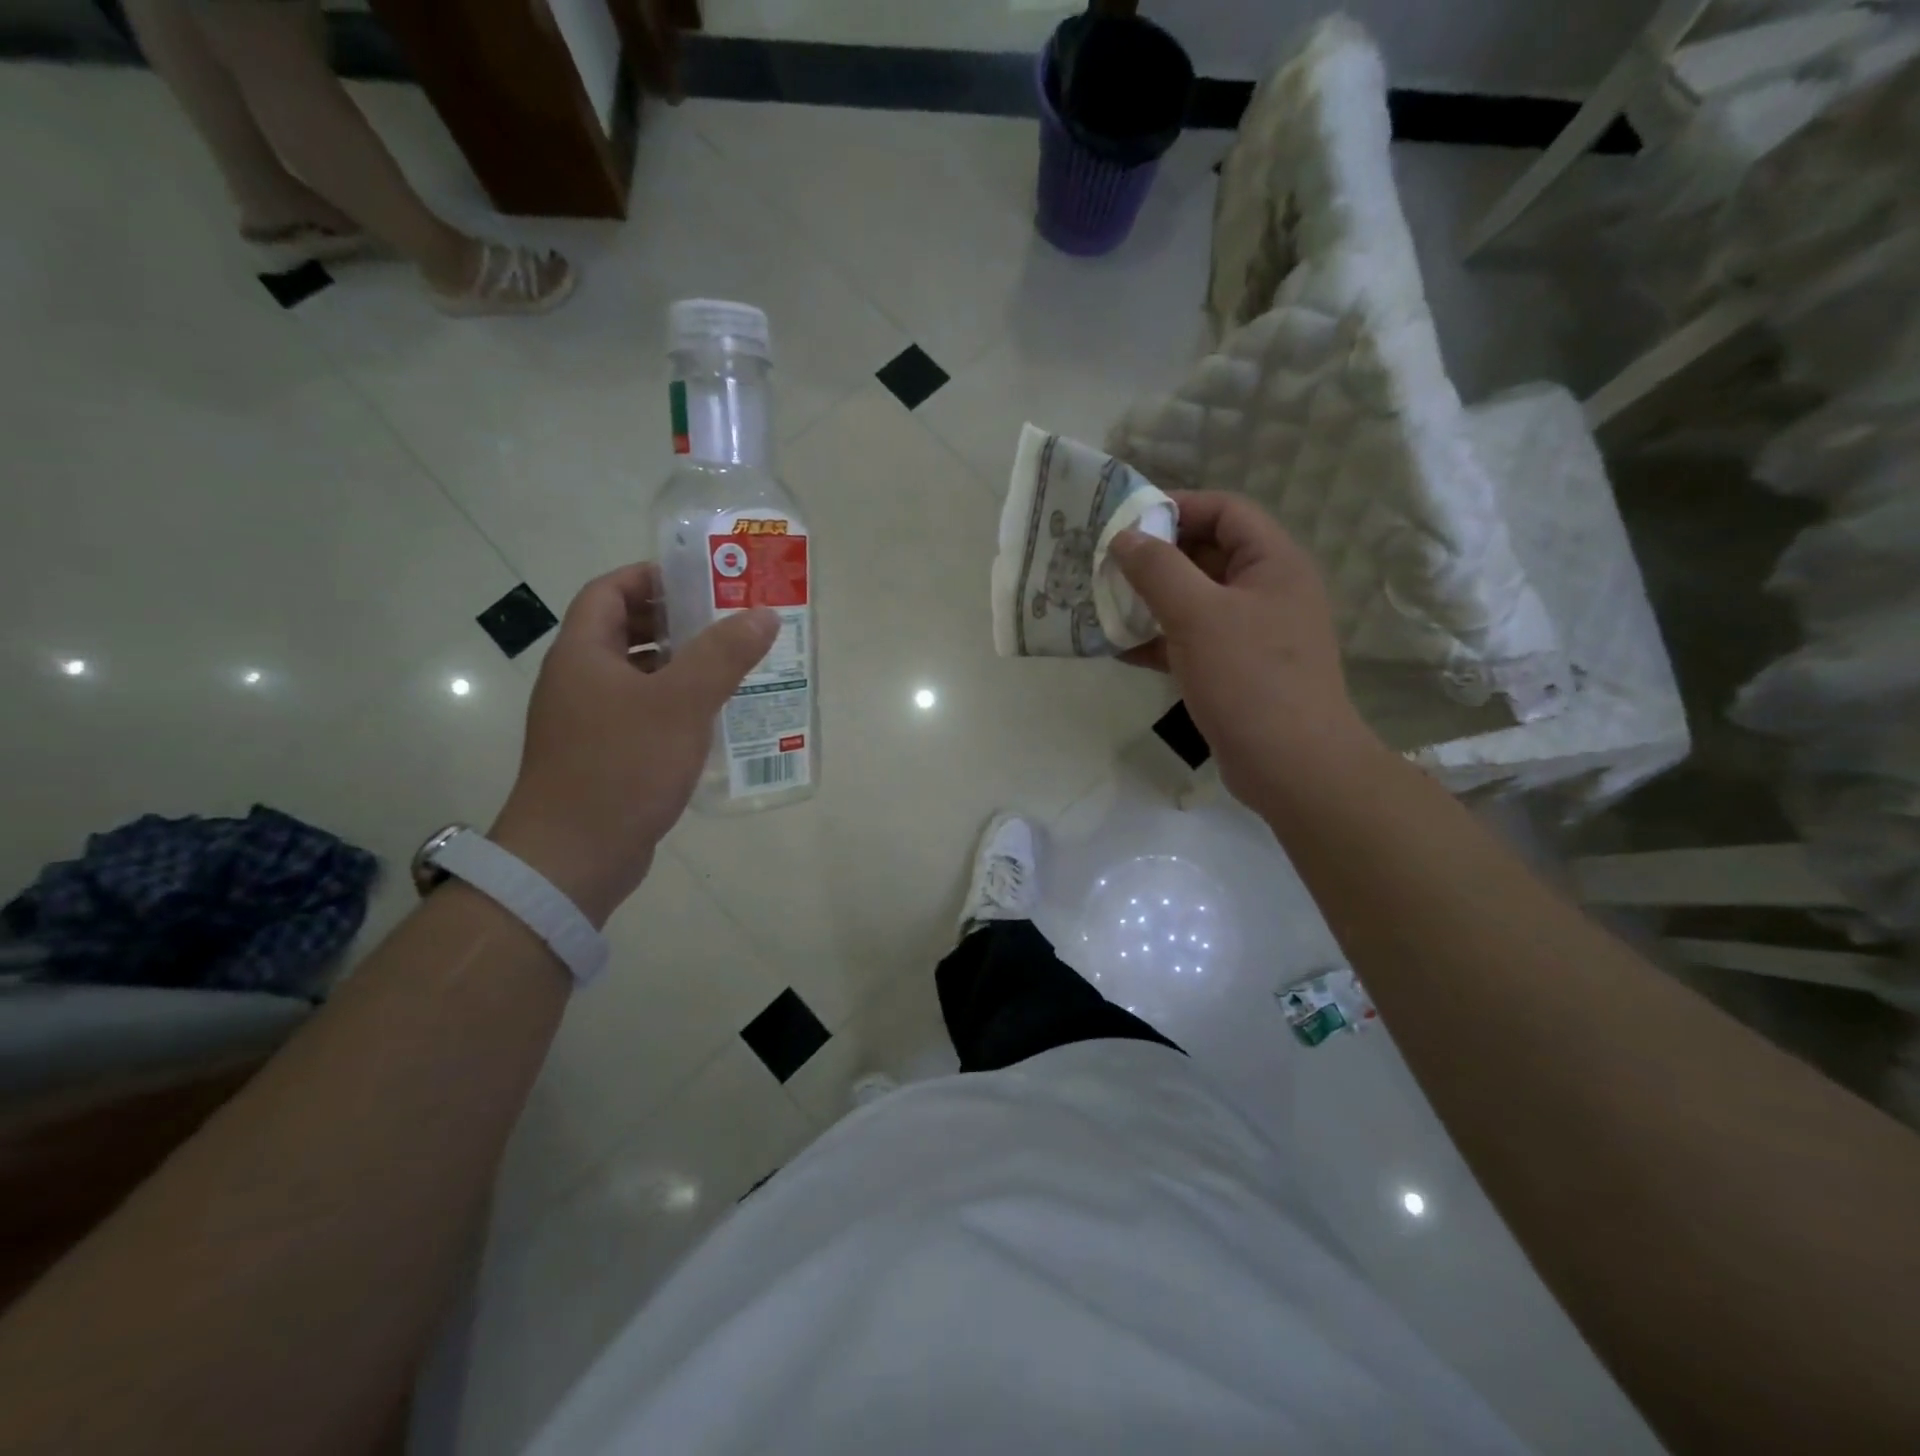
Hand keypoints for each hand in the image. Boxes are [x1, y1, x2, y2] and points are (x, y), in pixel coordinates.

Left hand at [490, 564, 776, 925]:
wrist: (573, 857)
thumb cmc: (622, 767)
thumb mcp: (681, 703)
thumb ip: (723, 655)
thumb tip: (763, 614)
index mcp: (583, 654)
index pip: (610, 591)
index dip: (651, 577)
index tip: (700, 580)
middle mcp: (578, 681)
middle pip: (625, 632)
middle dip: (675, 623)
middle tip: (727, 624)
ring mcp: (587, 722)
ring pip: (637, 677)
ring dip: (680, 668)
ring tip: (731, 669)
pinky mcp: (602, 757)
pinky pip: (641, 715)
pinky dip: (674, 707)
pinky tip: (711, 721)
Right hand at [1108, 491, 1370, 805]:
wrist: (1291, 765)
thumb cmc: (1249, 679)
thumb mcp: (1198, 615)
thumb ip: (1158, 570)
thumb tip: (1124, 537)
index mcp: (1273, 562)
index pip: (1225, 510)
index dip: (1177, 507)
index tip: (1127, 522)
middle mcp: (1267, 590)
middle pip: (1207, 554)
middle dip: (1156, 557)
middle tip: (1107, 564)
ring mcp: (1253, 633)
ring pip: (1196, 600)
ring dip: (1152, 600)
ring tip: (1104, 603)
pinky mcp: (1237, 670)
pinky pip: (1193, 640)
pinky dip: (1159, 640)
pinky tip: (1120, 648)